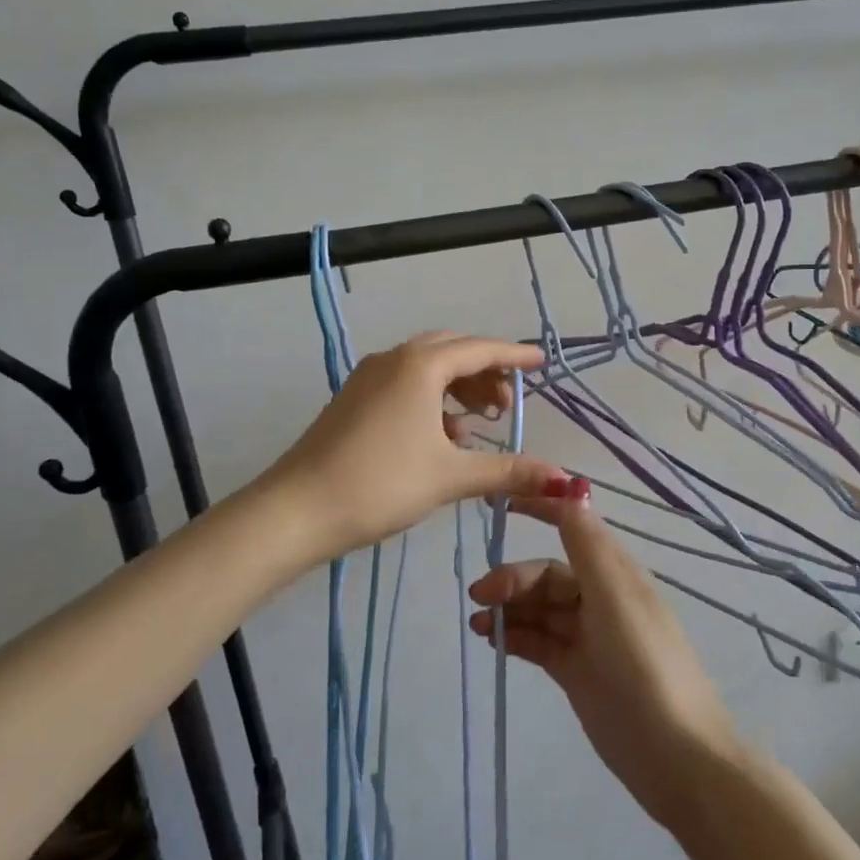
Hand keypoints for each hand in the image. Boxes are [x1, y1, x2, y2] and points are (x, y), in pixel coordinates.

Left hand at [264, 331, 563, 561]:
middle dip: (484, 372)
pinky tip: (441, 437)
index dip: (514, 355)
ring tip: (478, 424)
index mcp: (420, 366)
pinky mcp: (354, 399)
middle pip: (452, 351)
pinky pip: (405, 384)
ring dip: (457, 388)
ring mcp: (369, 378)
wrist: (297, 509)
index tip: (541, 363)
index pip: (479, 349)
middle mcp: (394, 359)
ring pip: (426, 368)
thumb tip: (562, 478)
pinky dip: (431, 400)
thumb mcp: (450, 476)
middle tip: (507, 404)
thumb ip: (507, 471)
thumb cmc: (380, 483)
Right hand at [468, 481, 741, 825]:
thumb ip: (587, 545)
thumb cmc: (645, 663)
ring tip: (479, 622)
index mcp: (616, 573)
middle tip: (480, 596)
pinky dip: (516, 636)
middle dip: (514, 578)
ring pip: (540, 609)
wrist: (675, 754)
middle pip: (548, 575)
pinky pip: (539, 642)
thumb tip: (573, 489)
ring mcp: (588, 637)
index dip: (541, 510)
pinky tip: (493, 641)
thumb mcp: (614, 596)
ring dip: (510, 608)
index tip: (501, 504)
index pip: (573, 528)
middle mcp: (601, 598)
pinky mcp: (577, 672)